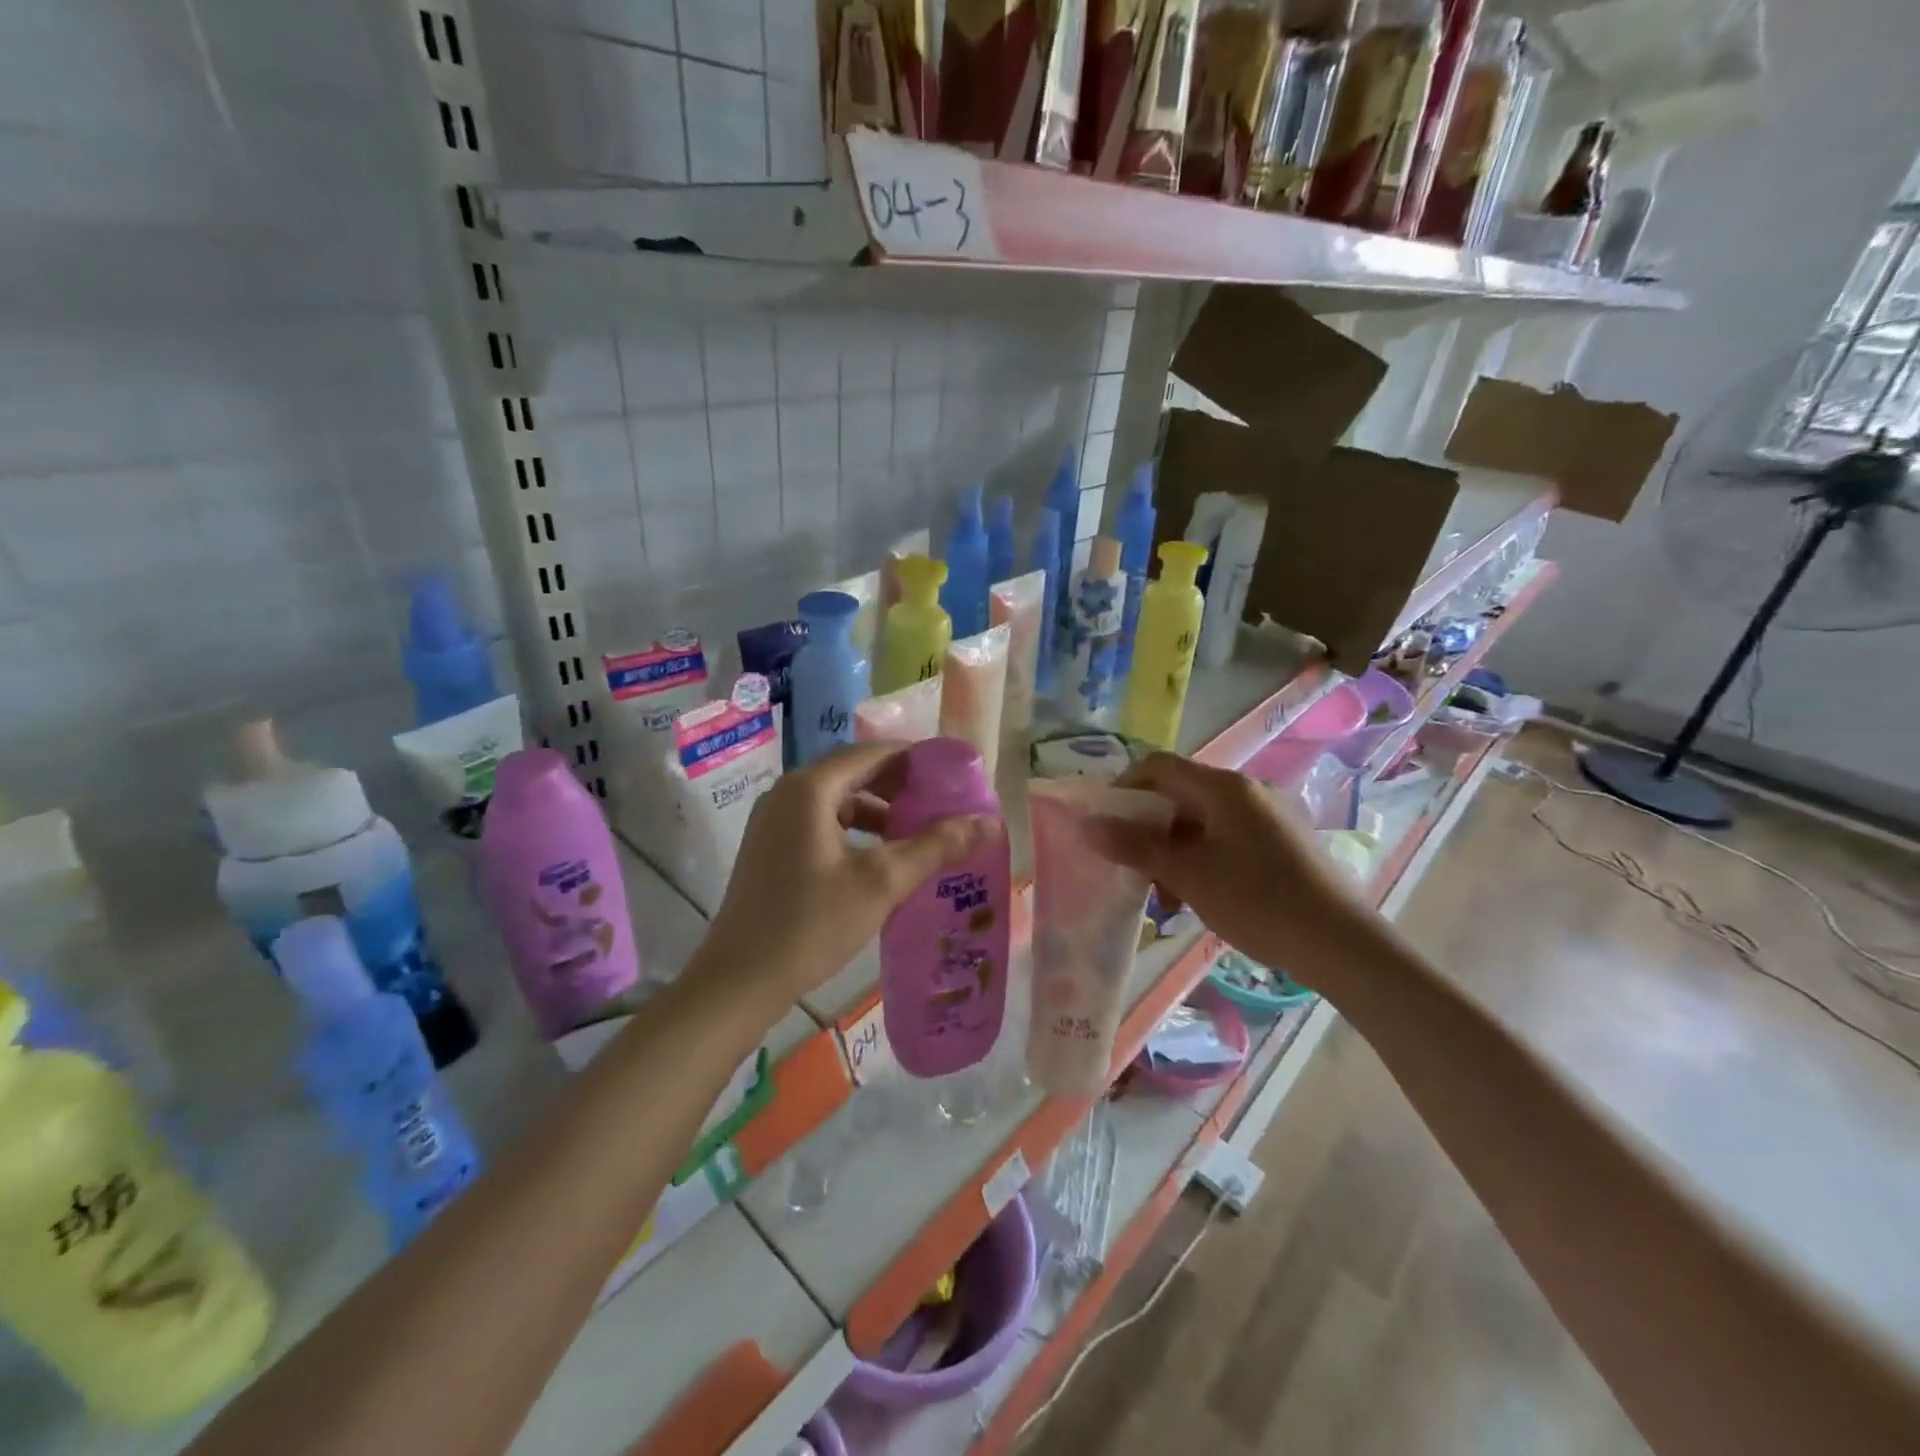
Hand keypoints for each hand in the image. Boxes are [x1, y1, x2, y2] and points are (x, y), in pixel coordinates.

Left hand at [697, 742, 996, 1008]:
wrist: (739, 982)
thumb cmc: (811, 924)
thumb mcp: (881, 883)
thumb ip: (936, 847)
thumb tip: (991, 823)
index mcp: (810, 788)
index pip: (873, 754)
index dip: (917, 760)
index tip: (955, 775)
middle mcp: (788, 793)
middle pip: (854, 773)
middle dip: (900, 786)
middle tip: (943, 803)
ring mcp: (774, 821)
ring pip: (838, 799)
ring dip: (879, 810)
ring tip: (918, 832)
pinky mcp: (772, 848)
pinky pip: (822, 822)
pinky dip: (856, 830)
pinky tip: (880, 857)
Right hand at [1090, 753, 1374, 983]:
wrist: (1341, 944)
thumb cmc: (1257, 901)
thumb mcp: (1187, 875)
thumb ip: (1135, 847)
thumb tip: (1087, 826)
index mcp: (1223, 787)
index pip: (1158, 766)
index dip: (1123, 787)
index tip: (1104, 823)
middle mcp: (1246, 790)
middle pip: (1179, 794)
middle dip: (1148, 829)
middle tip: (1132, 867)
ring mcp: (1268, 816)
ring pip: (1202, 821)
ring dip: (1173, 850)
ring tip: (1166, 897)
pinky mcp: (1282, 842)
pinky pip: (1227, 838)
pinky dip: (1202, 859)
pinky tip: (1199, 898)